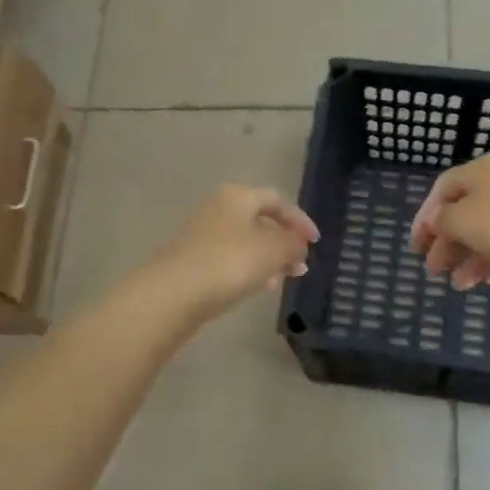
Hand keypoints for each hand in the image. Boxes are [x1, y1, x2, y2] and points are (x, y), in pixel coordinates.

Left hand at [152, 185, 319, 319]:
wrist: (174, 293)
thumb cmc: (230, 262)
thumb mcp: (274, 250)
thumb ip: (293, 244)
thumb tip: (299, 244)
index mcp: (238, 196)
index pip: (277, 200)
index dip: (300, 220)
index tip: (315, 243)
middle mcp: (218, 208)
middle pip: (259, 220)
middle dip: (283, 241)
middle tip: (300, 264)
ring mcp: (202, 234)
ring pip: (245, 241)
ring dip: (267, 257)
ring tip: (283, 279)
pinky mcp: (192, 260)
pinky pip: (229, 259)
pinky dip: (248, 268)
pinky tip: (257, 287)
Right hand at [411, 155, 489, 289]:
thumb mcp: (460, 221)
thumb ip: (441, 222)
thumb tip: (438, 222)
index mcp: (478, 172)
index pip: (441, 190)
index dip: (424, 218)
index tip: (416, 247)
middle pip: (465, 213)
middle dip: (448, 244)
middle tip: (435, 271)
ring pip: (489, 232)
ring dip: (470, 258)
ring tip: (461, 285)